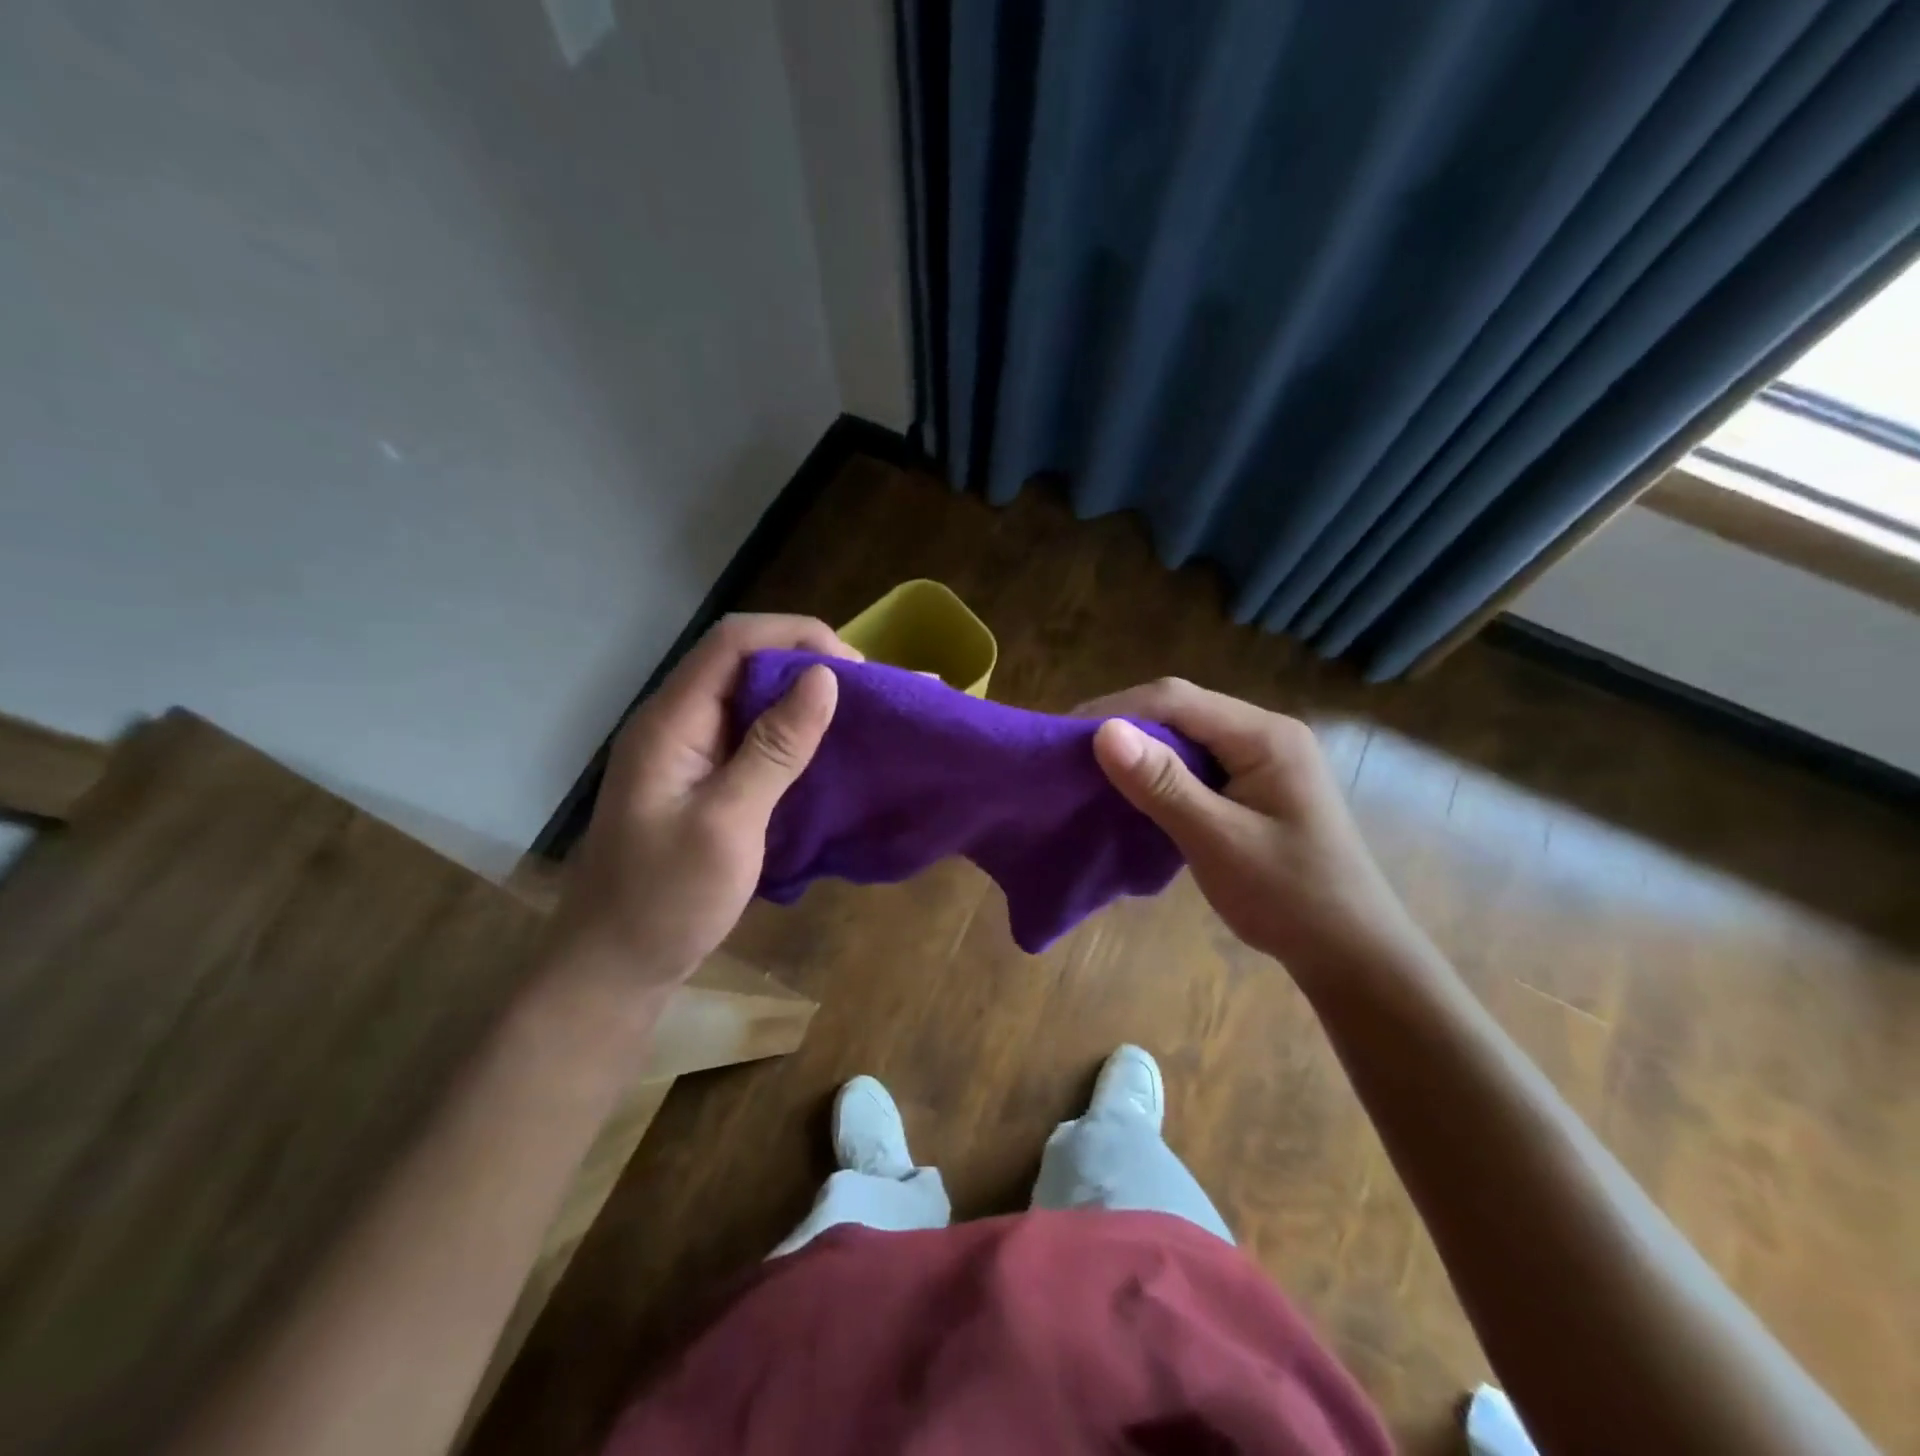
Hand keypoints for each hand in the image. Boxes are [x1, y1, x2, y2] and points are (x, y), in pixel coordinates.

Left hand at [551, 614, 857, 993]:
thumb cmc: (666, 899)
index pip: (733, 642)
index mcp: (671, 721)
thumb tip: (824, 677)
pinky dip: (792, 729)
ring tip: (858, 710)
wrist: (615, 966)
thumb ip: (774, 748)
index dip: (796, 636)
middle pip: (742, 659)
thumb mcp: (727, 824)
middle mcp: (677, 722)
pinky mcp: (702, 777)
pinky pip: (751, 732)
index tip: (855, 667)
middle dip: (806, 659)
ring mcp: (688, 750)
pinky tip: (826, 745)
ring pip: (750, 694)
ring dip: (802, 694)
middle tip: (867, 690)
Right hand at [1078, 678, 1422, 980]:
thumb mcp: (1219, 841)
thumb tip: (1102, 731)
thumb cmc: (1289, 898)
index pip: (1176, 700)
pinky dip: (1160, 773)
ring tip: (1091, 771)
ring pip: (1185, 736)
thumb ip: (1163, 784)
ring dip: (1140, 750)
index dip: (1115, 710)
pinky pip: (1197, 764)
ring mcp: (1261, 760)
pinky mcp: (1253, 786)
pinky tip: (1133, 792)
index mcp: (1265, 736)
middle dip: (1124, 726)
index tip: (1064, 735)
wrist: (1351, 953)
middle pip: (1180, 711)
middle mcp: (1264, 734)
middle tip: (1070, 755)